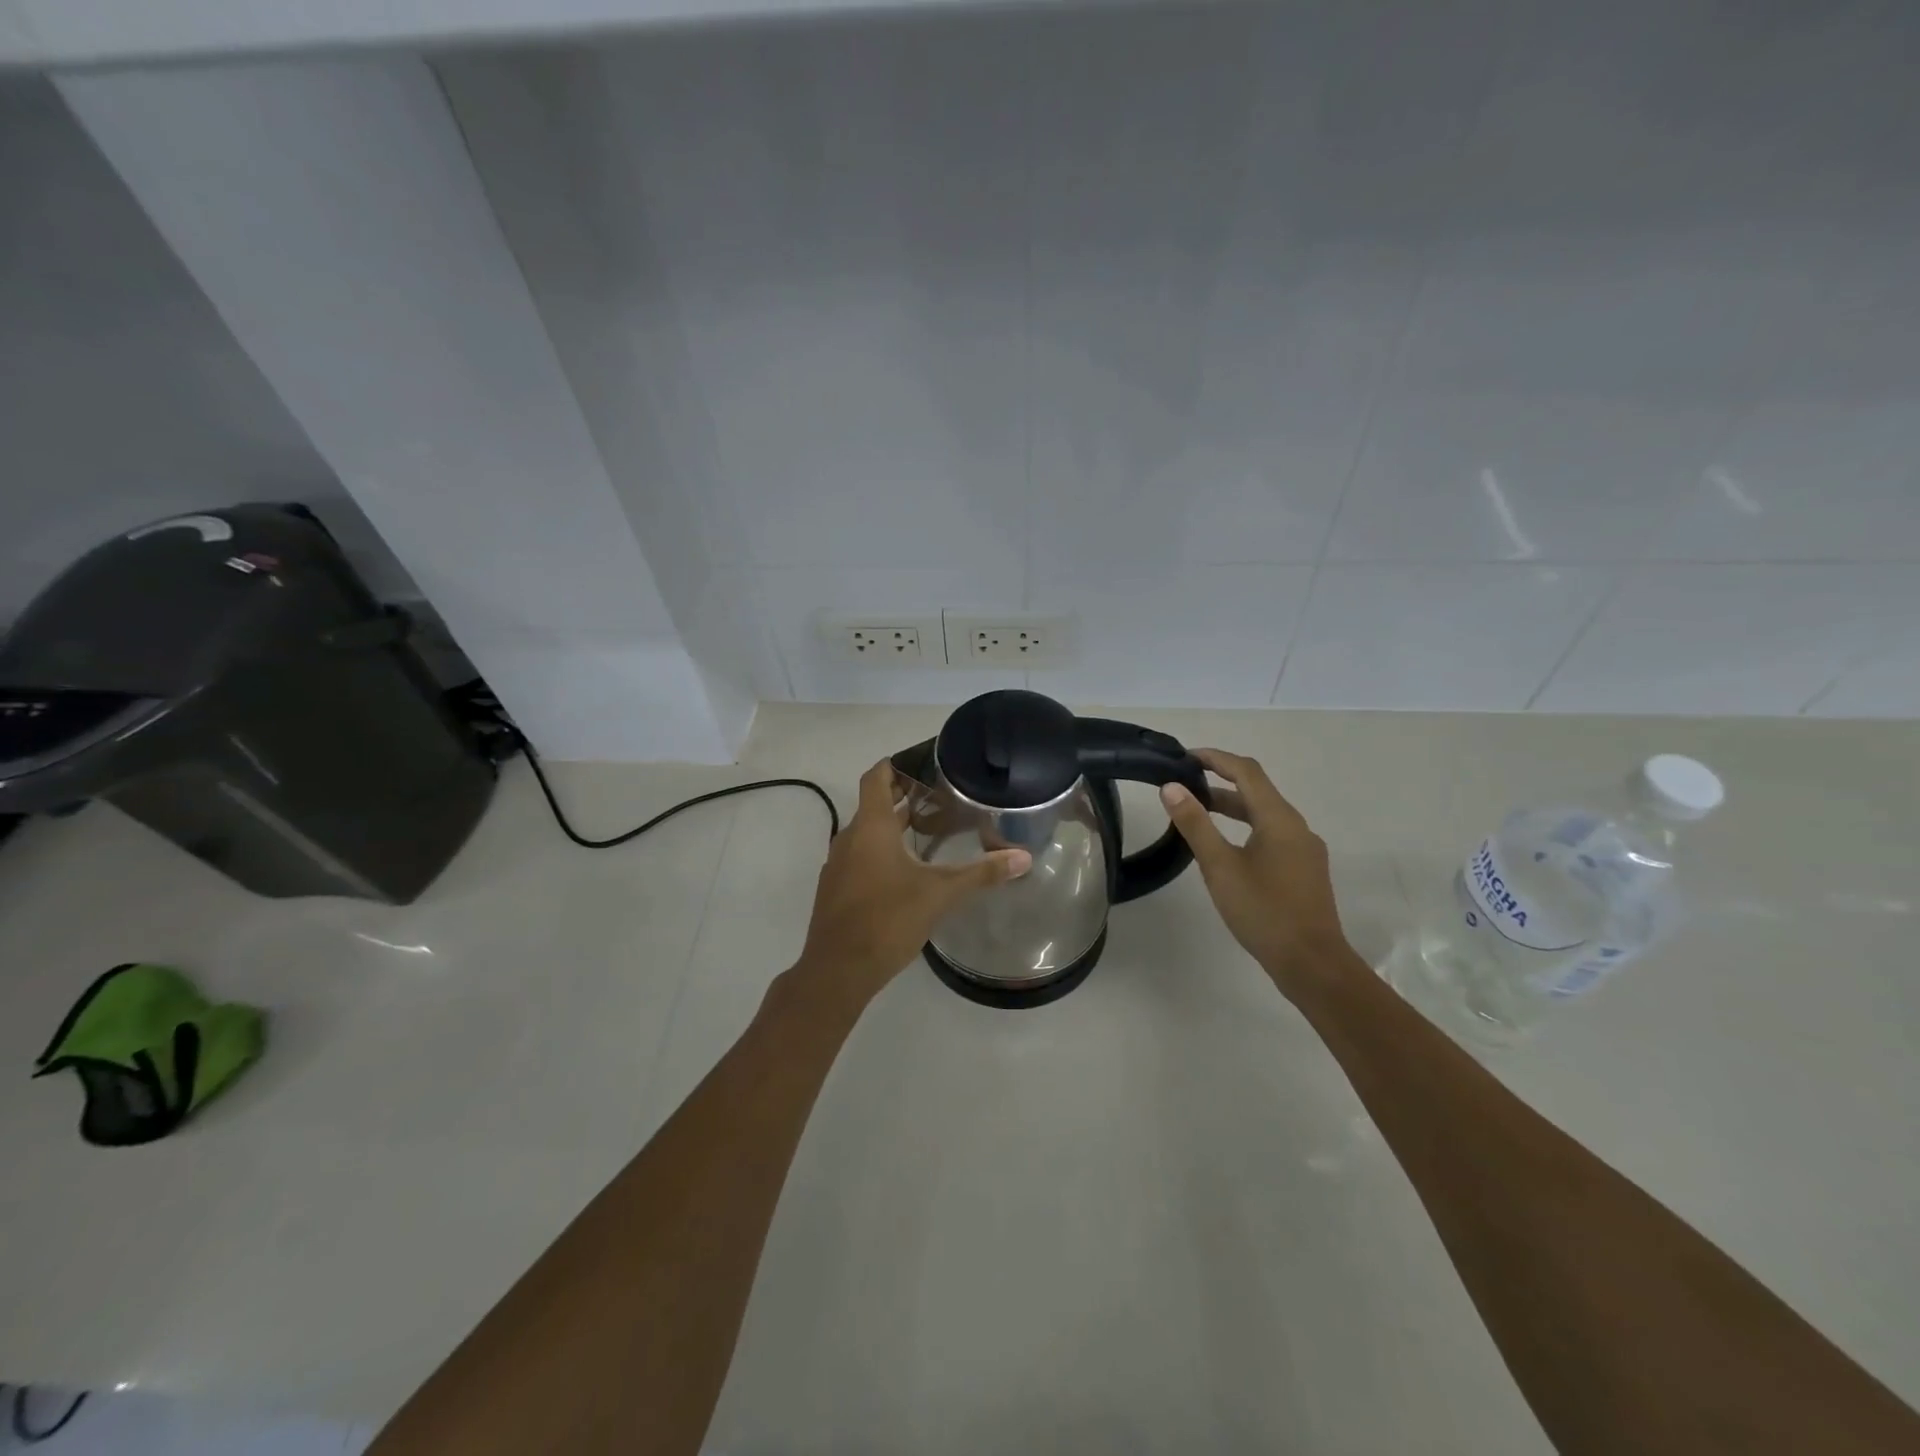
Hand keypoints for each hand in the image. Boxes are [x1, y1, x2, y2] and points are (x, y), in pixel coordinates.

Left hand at [791, 758, 1031, 1008]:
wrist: (837, 971)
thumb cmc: (887, 920)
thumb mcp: (940, 894)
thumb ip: (981, 873)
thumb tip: (1023, 858)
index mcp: (870, 828)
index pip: (875, 777)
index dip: (895, 764)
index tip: (921, 762)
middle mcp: (849, 838)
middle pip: (872, 804)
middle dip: (901, 795)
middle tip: (938, 794)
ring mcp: (838, 865)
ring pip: (865, 832)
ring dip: (891, 825)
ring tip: (928, 828)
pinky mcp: (835, 889)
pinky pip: (859, 856)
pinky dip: (880, 851)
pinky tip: (906, 869)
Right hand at [1160, 748, 1354, 998]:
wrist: (1312, 963)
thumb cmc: (1263, 911)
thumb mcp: (1220, 867)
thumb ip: (1195, 824)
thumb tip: (1172, 787)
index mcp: (1279, 819)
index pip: (1246, 771)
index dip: (1216, 758)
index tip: (1184, 757)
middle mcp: (1297, 826)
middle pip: (1257, 791)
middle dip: (1219, 782)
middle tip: (1183, 785)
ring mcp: (1304, 849)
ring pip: (1264, 815)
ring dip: (1231, 806)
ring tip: (1197, 812)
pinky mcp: (1304, 870)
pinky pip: (1271, 834)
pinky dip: (1244, 827)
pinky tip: (1225, 847)